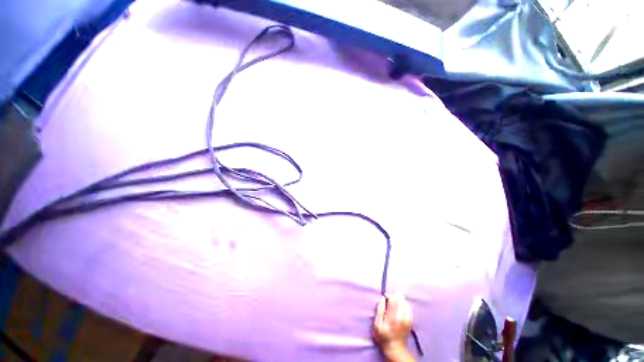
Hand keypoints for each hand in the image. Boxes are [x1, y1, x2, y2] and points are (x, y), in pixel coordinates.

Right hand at [373, 295, 414, 361]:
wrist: (395, 348)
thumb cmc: (383, 336)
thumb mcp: (377, 324)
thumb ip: (379, 310)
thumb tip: (383, 298)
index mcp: (392, 317)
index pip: (393, 300)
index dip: (389, 296)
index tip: (385, 298)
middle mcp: (401, 317)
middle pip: (400, 300)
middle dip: (395, 296)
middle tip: (390, 299)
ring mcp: (407, 319)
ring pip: (405, 303)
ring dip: (400, 299)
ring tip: (395, 301)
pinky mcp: (410, 321)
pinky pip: (408, 308)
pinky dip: (404, 304)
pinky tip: (401, 305)